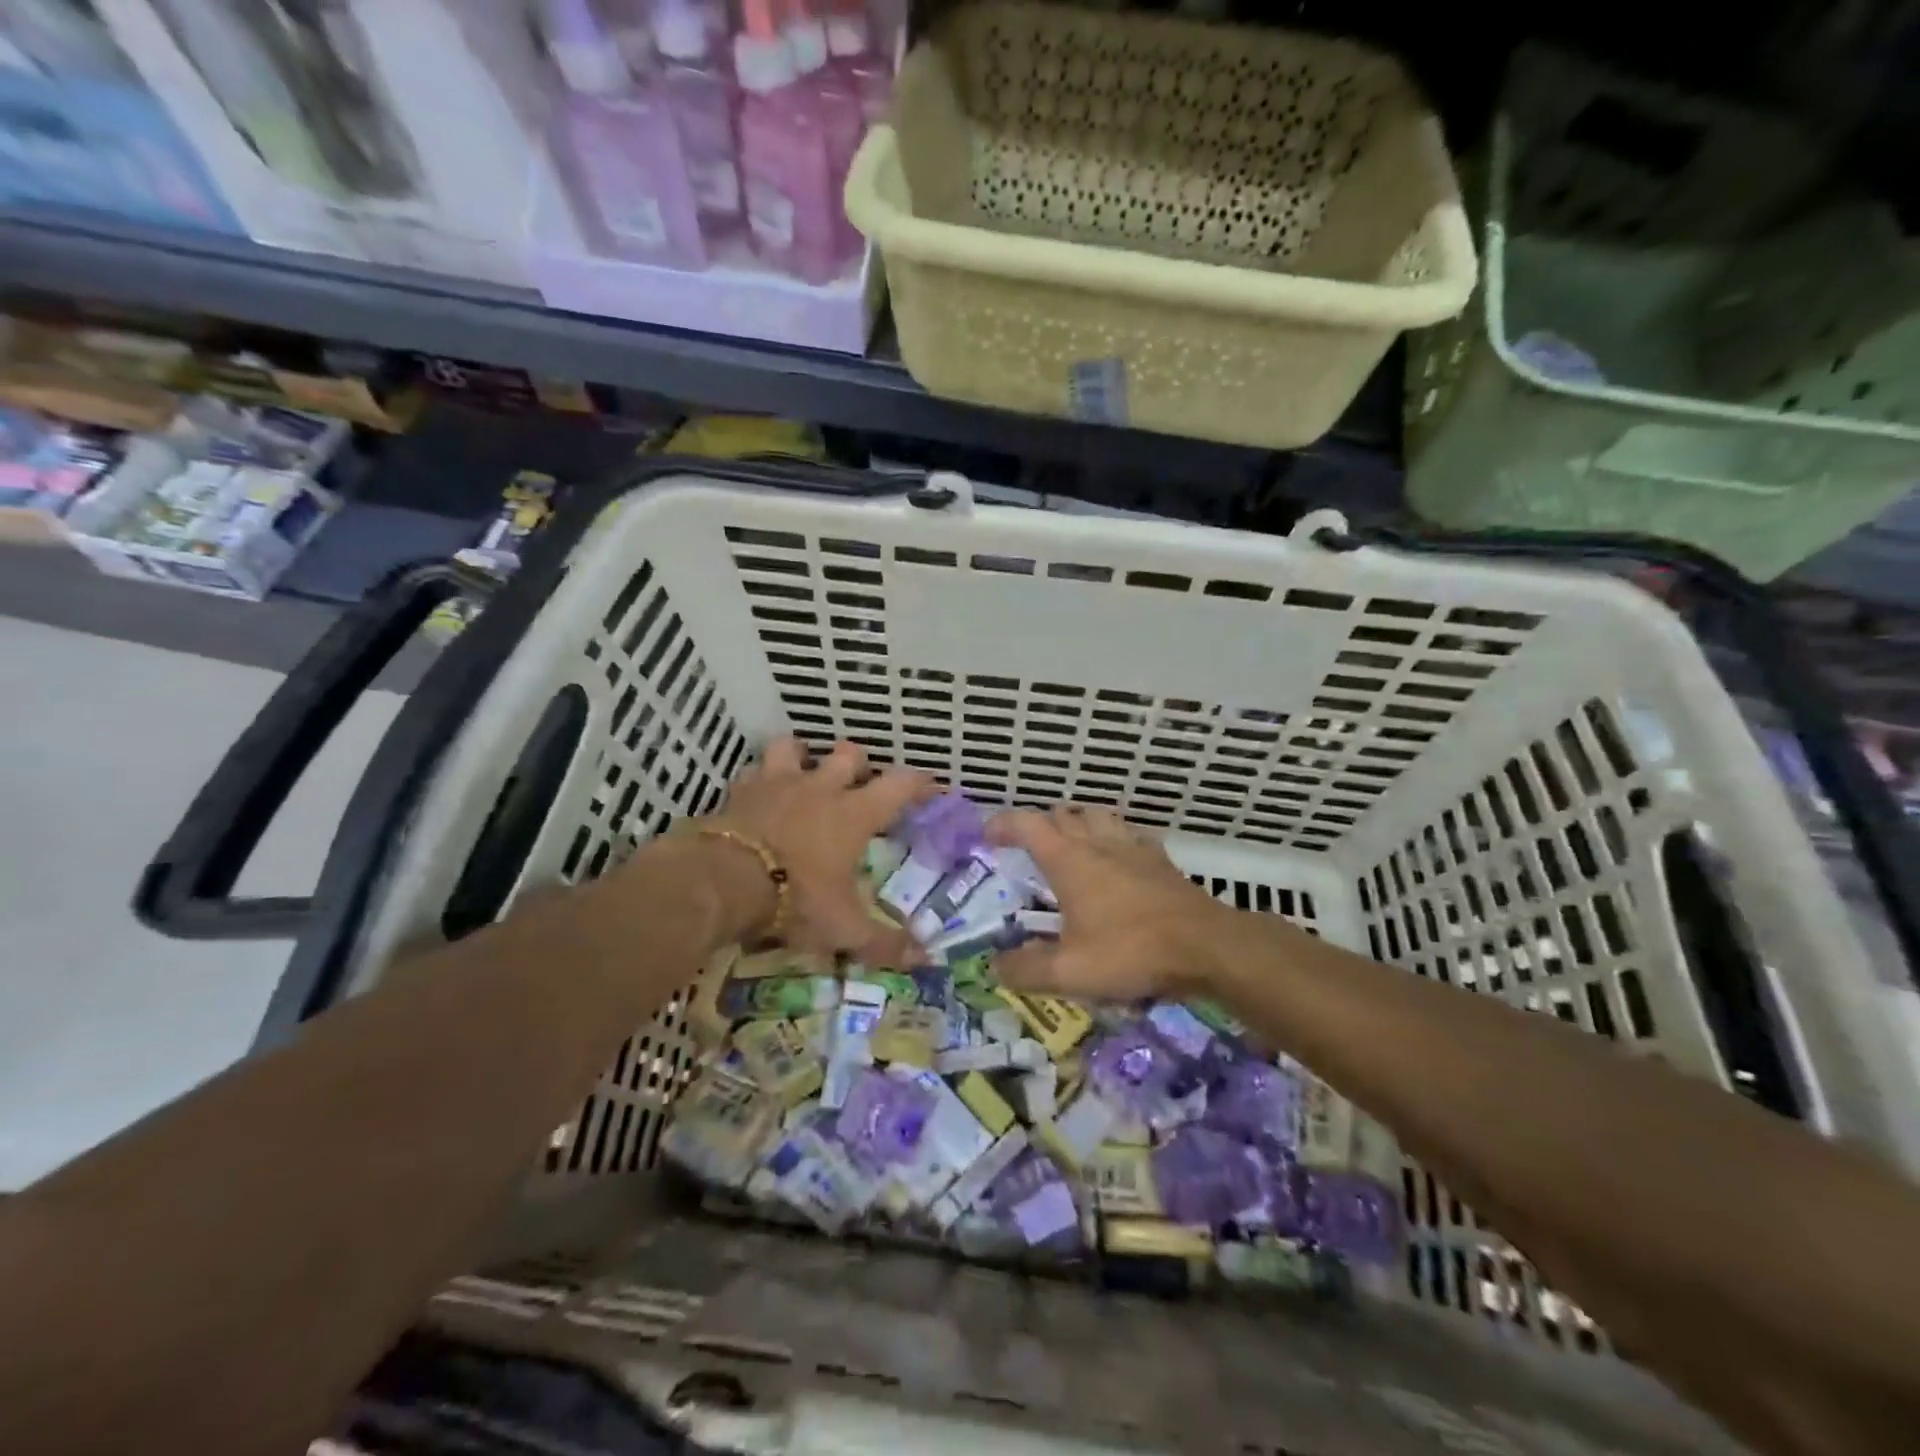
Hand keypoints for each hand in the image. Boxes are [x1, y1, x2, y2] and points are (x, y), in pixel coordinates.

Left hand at [694, 737, 935, 966]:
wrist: (723, 882)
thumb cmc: (795, 899)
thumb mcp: (844, 928)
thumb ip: (884, 942)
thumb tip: (924, 959)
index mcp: (854, 814)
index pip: (899, 785)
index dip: (919, 783)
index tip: (931, 788)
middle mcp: (820, 788)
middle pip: (849, 754)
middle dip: (858, 765)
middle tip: (858, 786)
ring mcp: (778, 784)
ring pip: (794, 748)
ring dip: (803, 757)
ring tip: (804, 775)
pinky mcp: (741, 791)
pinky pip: (753, 771)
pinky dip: (760, 779)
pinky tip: (759, 794)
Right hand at [988, 805, 1235, 999]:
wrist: (1205, 946)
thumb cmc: (1131, 951)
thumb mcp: (1070, 971)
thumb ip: (1027, 969)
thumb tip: (995, 966)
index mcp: (1069, 860)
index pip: (1027, 824)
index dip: (1003, 824)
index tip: (987, 837)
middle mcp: (1097, 843)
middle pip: (1062, 814)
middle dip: (1039, 825)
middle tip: (1028, 849)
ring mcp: (1132, 847)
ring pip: (1097, 815)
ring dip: (1077, 823)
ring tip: (1070, 846)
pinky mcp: (1159, 859)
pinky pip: (1130, 834)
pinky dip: (1114, 838)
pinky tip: (1118, 859)